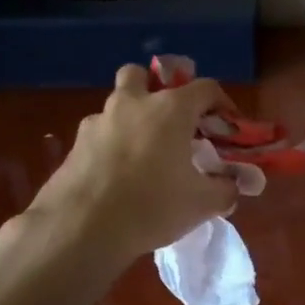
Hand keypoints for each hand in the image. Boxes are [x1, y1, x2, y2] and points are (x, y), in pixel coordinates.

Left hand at [25, 65, 240, 264]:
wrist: (81, 228)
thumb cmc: (152, 206)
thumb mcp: (202, 204)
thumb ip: (225, 189)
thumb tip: (231, 185)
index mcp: (170, 109)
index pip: (205, 88)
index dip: (222, 103)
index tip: (226, 127)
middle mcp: (132, 104)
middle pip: (142, 76)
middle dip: (157, 90)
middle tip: (171, 122)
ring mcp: (98, 122)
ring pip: (117, 105)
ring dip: (132, 118)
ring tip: (144, 153)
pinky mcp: (74, 145)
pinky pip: (99, 134)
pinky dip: (111, 145)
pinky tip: (118, 175)